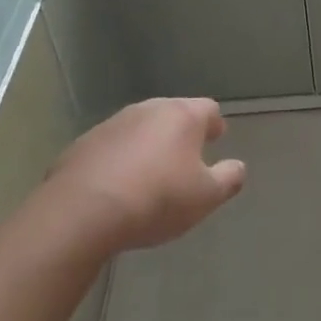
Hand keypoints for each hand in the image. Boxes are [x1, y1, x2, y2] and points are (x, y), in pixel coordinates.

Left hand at [45, 98, 245, 251]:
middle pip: (173, 113)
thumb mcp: (205, 197)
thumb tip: (238, 167)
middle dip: (182, 131)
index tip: (217, 138)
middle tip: (187, 155)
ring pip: (141, 127)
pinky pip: (112, 146)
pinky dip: (120, 158)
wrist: (82, 211)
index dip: (214, 124)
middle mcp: (149, 110)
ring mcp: (113, 124)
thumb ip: (228, 179)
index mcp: (182, 116)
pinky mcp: (84, 143)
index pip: (208, 109)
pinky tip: (118, 184)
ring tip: (152, 171)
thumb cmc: (156, 199)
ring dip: (149, 143)